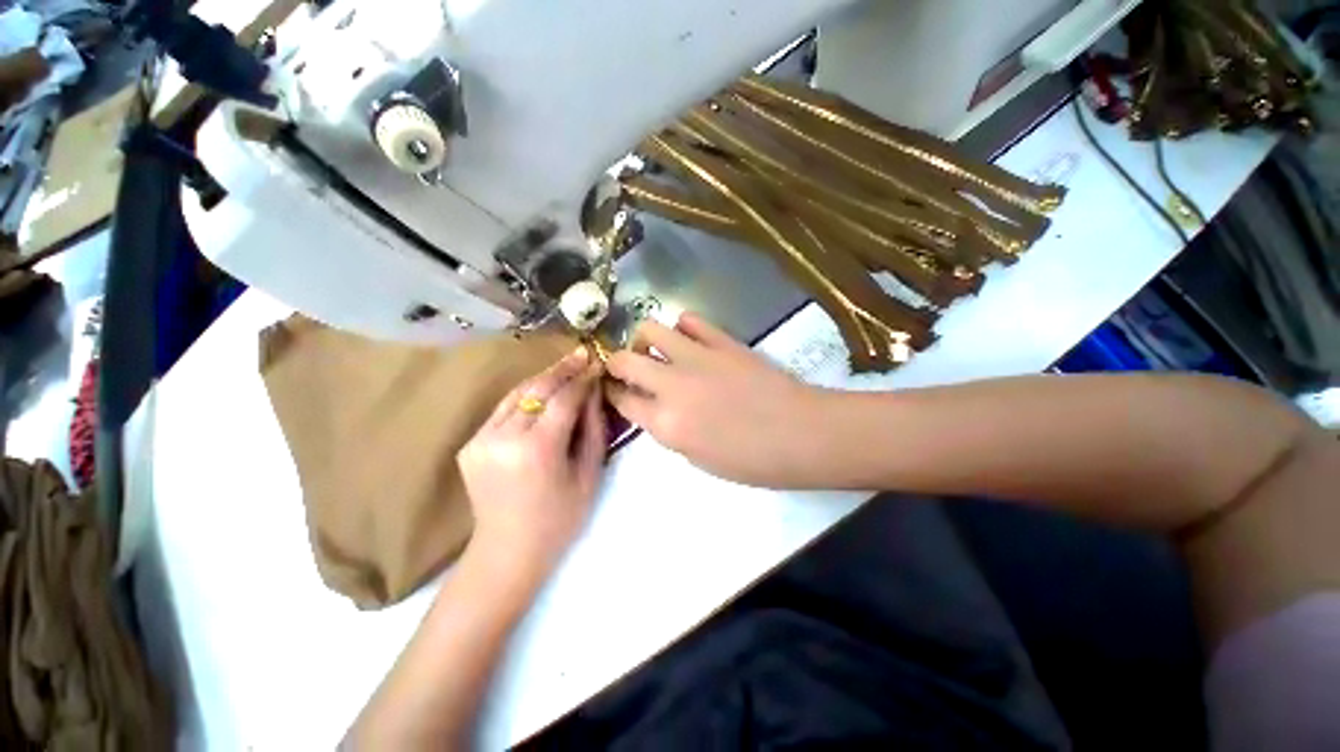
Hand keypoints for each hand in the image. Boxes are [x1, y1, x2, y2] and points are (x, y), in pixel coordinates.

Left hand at [458, 347, 606, 587]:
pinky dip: (525, 397)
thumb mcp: (588, 473)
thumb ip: (592, 428)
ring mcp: (481, 439)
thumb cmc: (560, 518)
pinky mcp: (470, 444)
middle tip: (581, 354)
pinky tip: (542, 392)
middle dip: (562, 369)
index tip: (597, 364)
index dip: (582, 379)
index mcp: (537, 449)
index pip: (564, 398)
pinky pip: (504, 410)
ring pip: (517, 393)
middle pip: (537, 389)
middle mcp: (504, 437)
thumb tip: (593, 392)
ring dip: (543, 378)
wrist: (508, 551)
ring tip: (565, 367)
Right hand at [606, 313, 833, 487]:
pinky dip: (682, 328)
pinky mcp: (721, 341)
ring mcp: (696, 357)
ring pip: (650, 330)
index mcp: (665, 424)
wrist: (800, 433)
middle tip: (627, 368)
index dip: (613, 394)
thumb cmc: (752, 460)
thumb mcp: (698, 460)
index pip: (621, 400)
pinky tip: (688, 339)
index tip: (614, 390)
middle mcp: (671, 386)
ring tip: (655, 349)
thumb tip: (656, 409)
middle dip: (617, 363)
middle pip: (624, 360)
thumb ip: (669, 430)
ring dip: (644, 340)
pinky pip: (690, 320)